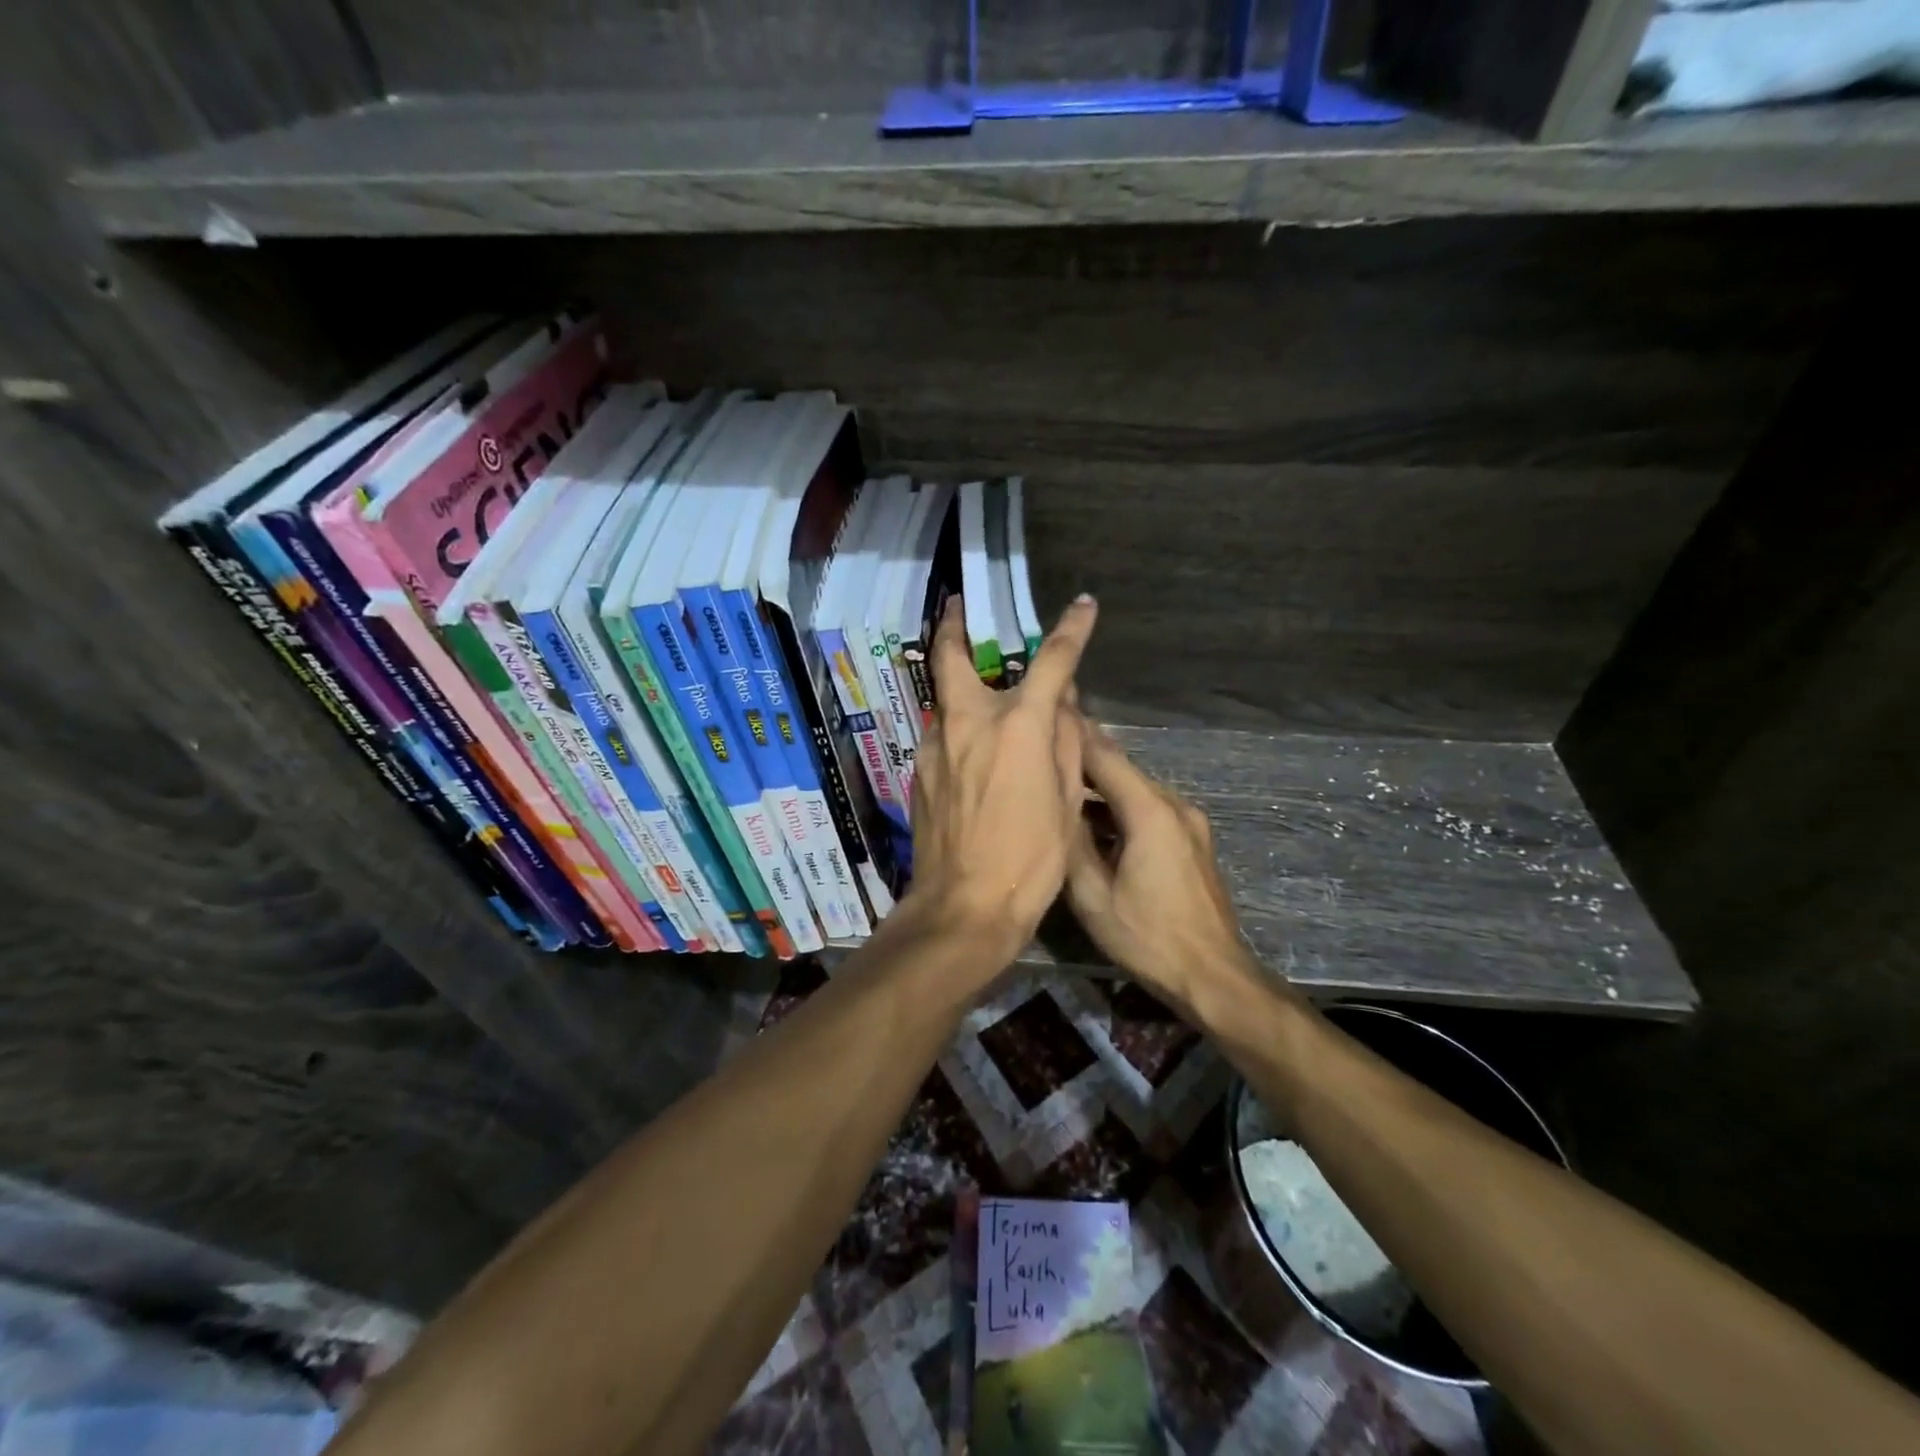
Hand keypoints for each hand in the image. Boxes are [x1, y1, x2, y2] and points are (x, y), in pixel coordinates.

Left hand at [907, 594, 1098, 958]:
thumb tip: (1064, 705)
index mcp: (1018, 725)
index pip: (1052, 661)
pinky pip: (941, 735)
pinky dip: (957, 729)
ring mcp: (936, 745)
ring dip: (958, 685)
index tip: (1082, 605)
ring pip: (944, 699)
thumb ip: (1066, 742)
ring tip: (976, 690)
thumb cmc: (1031, 859)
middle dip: (954, 625)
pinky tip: (971, 753)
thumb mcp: (1067, 801)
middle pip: (952, 657)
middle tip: (956, 607)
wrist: (964, 906)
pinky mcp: (919, 771)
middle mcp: (969, 722)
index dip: (1071, 629)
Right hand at [1066, 720, 1276, 1015]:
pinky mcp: (1193, 841)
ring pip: (1136, 790)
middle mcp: (1174, 805)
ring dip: (1100, 788)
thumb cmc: (1148, 938)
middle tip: (1042, 752)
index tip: (1044, 717)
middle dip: (1083, 760)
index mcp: (1150, 811)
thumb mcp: (1093, 897)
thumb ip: (1071, 843)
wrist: (1213, 976)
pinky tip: (1094, 822)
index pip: (1105, 757)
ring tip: (1059, 787)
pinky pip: (1150, 810)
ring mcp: (1190, 823)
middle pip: (1122, 770)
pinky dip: (1120, 808)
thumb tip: (1053, 805)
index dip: (1073, 735)